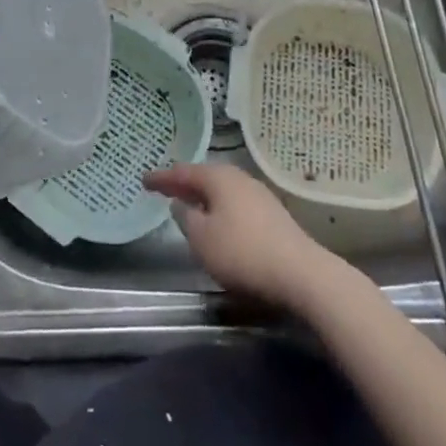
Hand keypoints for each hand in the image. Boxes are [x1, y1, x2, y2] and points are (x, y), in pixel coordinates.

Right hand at [144, 162, 343, 311]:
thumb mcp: (203, 239)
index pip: (183, 172)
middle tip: (165, 189)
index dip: (162, 177)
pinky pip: (235, 203)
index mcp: (218, 178)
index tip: (144, 179)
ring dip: (204, 196)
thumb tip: (181, 204)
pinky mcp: (272, 215)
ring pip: (222, 190)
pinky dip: (220, 208)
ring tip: (189, 204)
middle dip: (184, 183)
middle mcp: (239, 178)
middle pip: (205, 177)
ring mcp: (258, 195)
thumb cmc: (243, 252)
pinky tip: (219, 221)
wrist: (301, 273)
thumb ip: (186, 219)